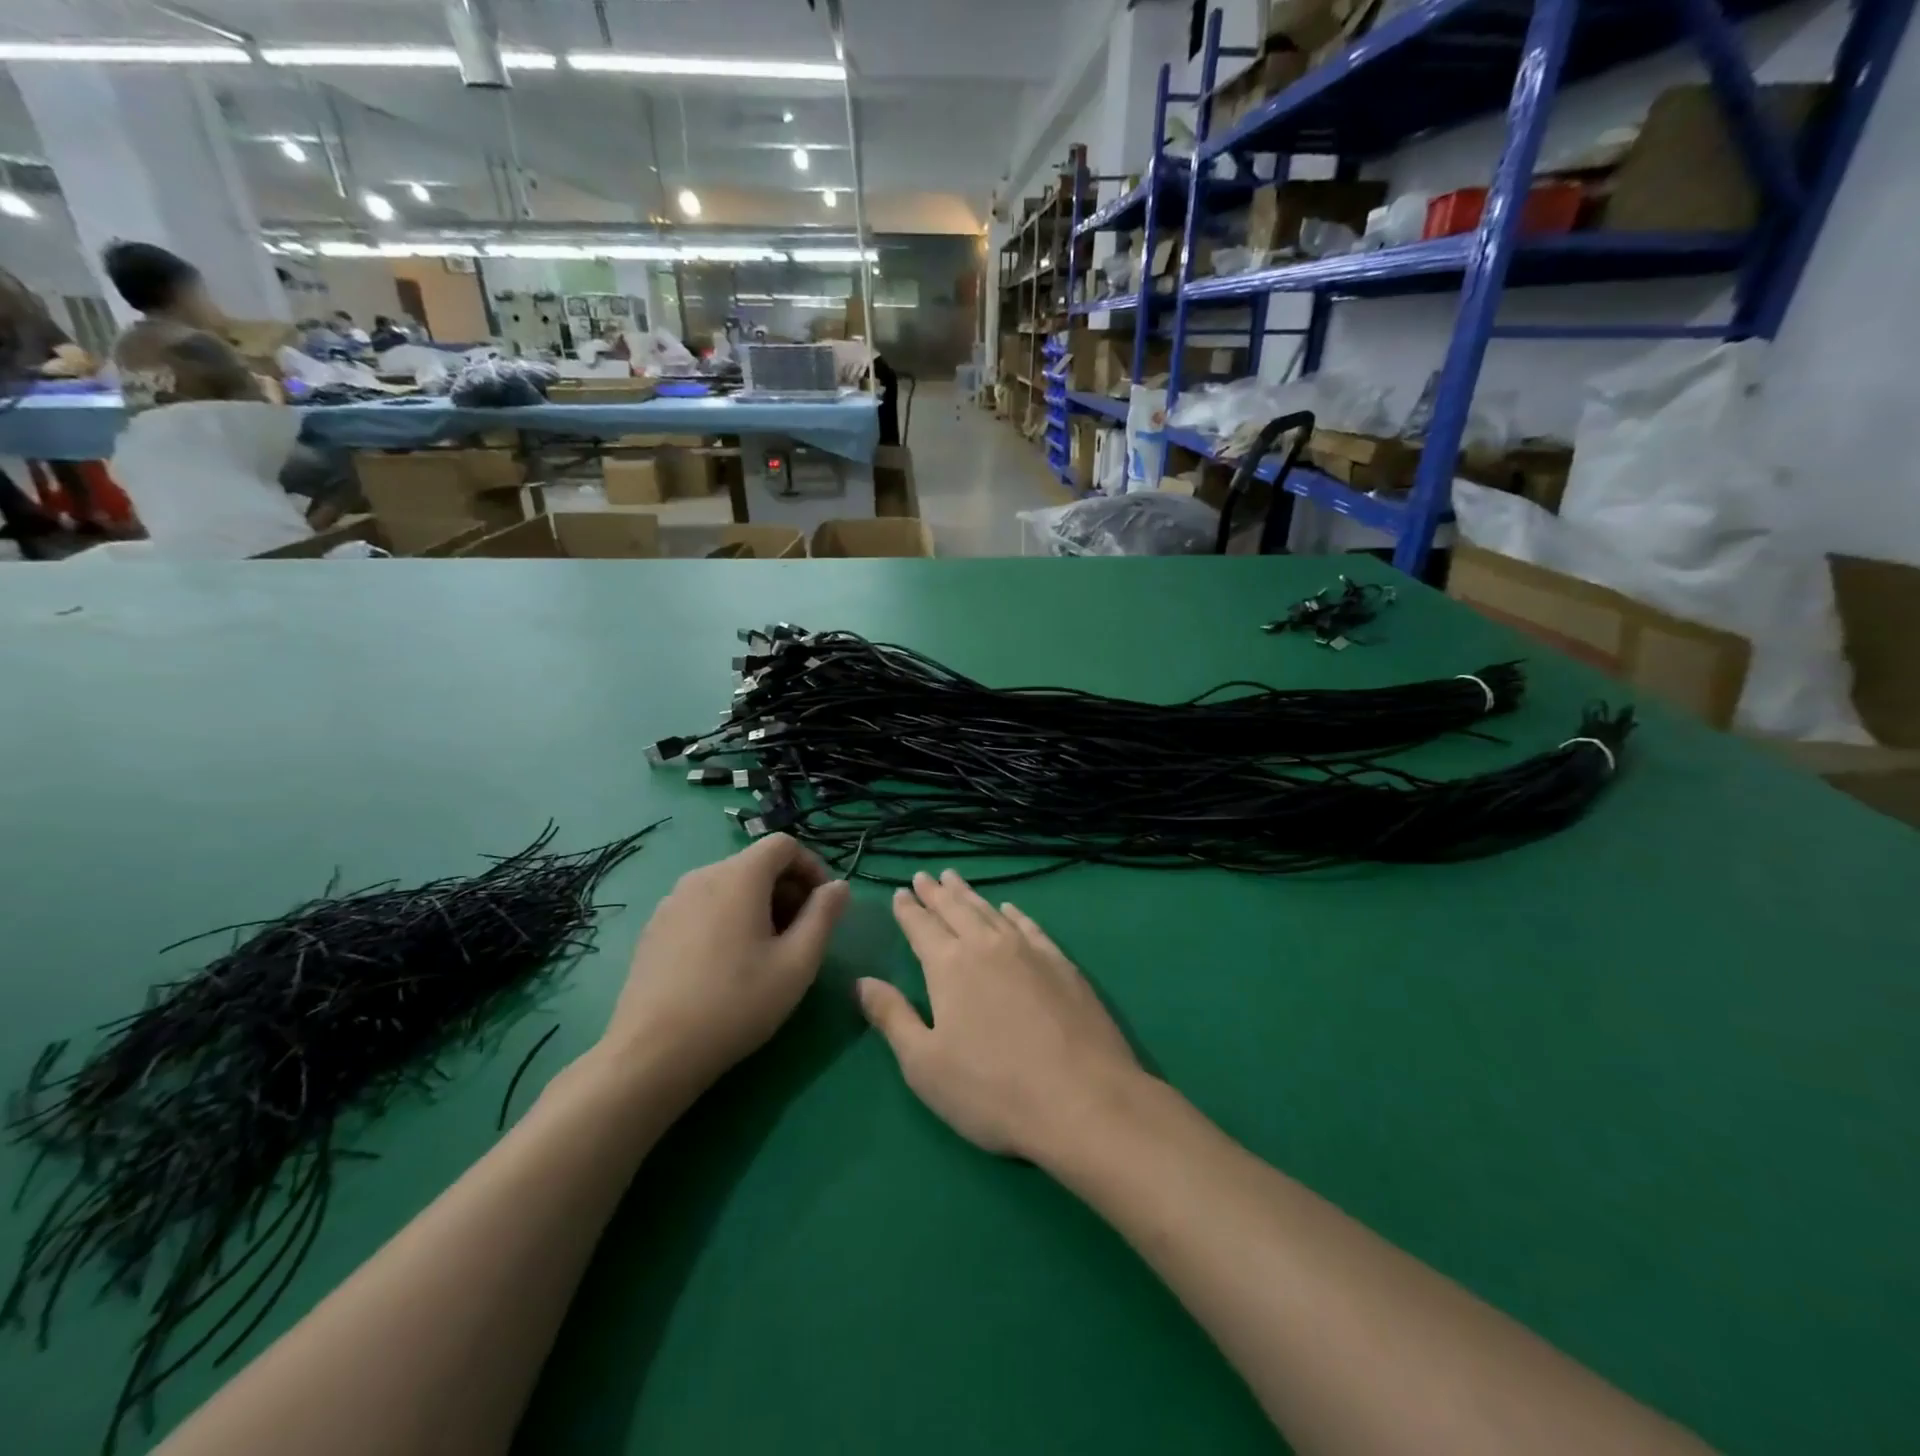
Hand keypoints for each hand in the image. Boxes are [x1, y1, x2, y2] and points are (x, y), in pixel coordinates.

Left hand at [599, 835, 848, 1098]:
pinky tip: (727, 964)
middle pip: (756, 864)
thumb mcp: (797, 963)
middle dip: (787, 889)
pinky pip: (703, 906)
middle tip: (801, 934)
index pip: (784, 845)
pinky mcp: (655, 927)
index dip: (812, 867)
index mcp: (739, 876)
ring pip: (729, 886)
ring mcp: (672, 901)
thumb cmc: (736, 1003)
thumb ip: (824, 916)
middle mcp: (702, 876)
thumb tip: (839, 887)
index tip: (824, 906)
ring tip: (766, 952)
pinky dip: (727, 917)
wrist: (653, 1052)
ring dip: (758, 905)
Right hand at [858, 870, 1143, 1161]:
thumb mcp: (925, 1064)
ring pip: (991, 912)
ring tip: (957, 880)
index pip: (921, 927)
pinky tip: (1010, 909)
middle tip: (926, 875)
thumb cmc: (992, 1089)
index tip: (900, 892)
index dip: (908, 909)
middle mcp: (987, 946)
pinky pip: (1030, 926)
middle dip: (937, 892)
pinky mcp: (1062, 964)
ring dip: (971, 895)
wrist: (1083, 1099)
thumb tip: (862, 982)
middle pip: (956, 909)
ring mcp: (1029, 951)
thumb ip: (892, 1018)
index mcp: (949, 966)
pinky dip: (1015, 913)